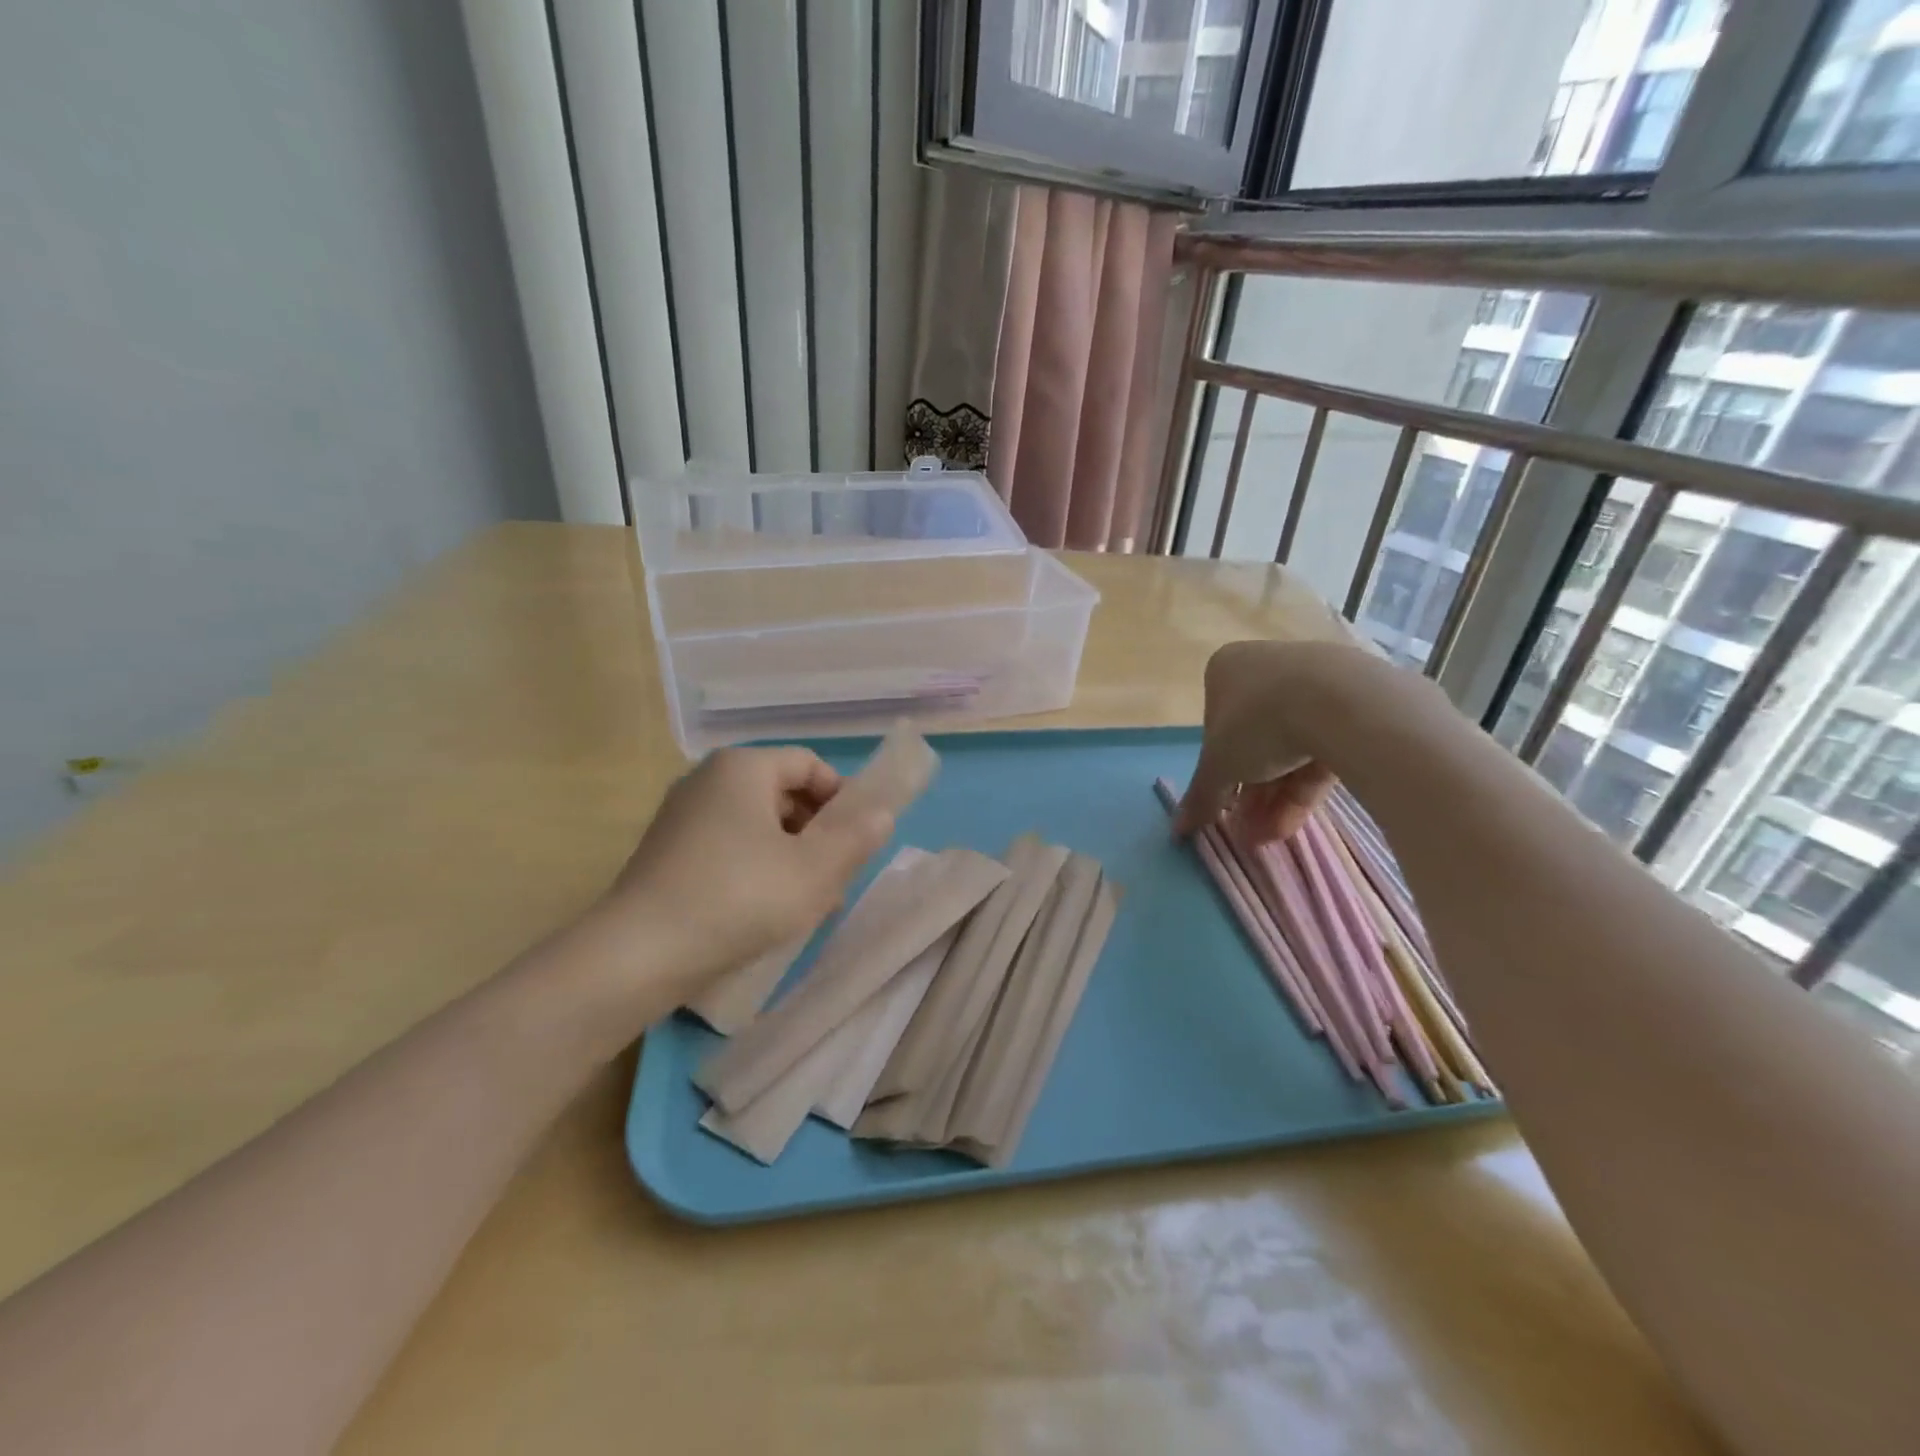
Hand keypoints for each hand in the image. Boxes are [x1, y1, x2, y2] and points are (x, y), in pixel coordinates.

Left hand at [599, 747, 893, 990]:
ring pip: (756, 824)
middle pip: (783, 793)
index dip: (843, 799)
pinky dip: (755, 868)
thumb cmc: (739, 898)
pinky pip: (727, 846)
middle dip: (817, 832)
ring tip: (806, 902)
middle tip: (835, 877)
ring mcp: (682, 816)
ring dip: (790, 855)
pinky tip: (764, 911)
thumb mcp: (815, 871)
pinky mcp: (666, 852)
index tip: (856, 842)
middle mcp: (708, 779)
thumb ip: (856, 838)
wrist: (637, 954)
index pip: (810, 765)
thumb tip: (880, 814)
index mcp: (743, 767)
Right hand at [1175, 641, 1337, 844]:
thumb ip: (1200, 795)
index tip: (1223, 805)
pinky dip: (1305, 787)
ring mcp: (1315, 683)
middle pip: (1254, 741)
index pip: (1216, 726)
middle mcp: (1268, 669)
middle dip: (1250, 793)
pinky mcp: (1354, 705)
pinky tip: (1294, 823)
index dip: (1219, 771)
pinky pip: (1322, 749)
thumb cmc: (1257, 721)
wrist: (1341, 702)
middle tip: (1246, 831)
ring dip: (1274, 799)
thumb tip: (1178, 828)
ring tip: (1270, 838)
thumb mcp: (1218, 766)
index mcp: (1227, 670)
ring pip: (1289, 749)